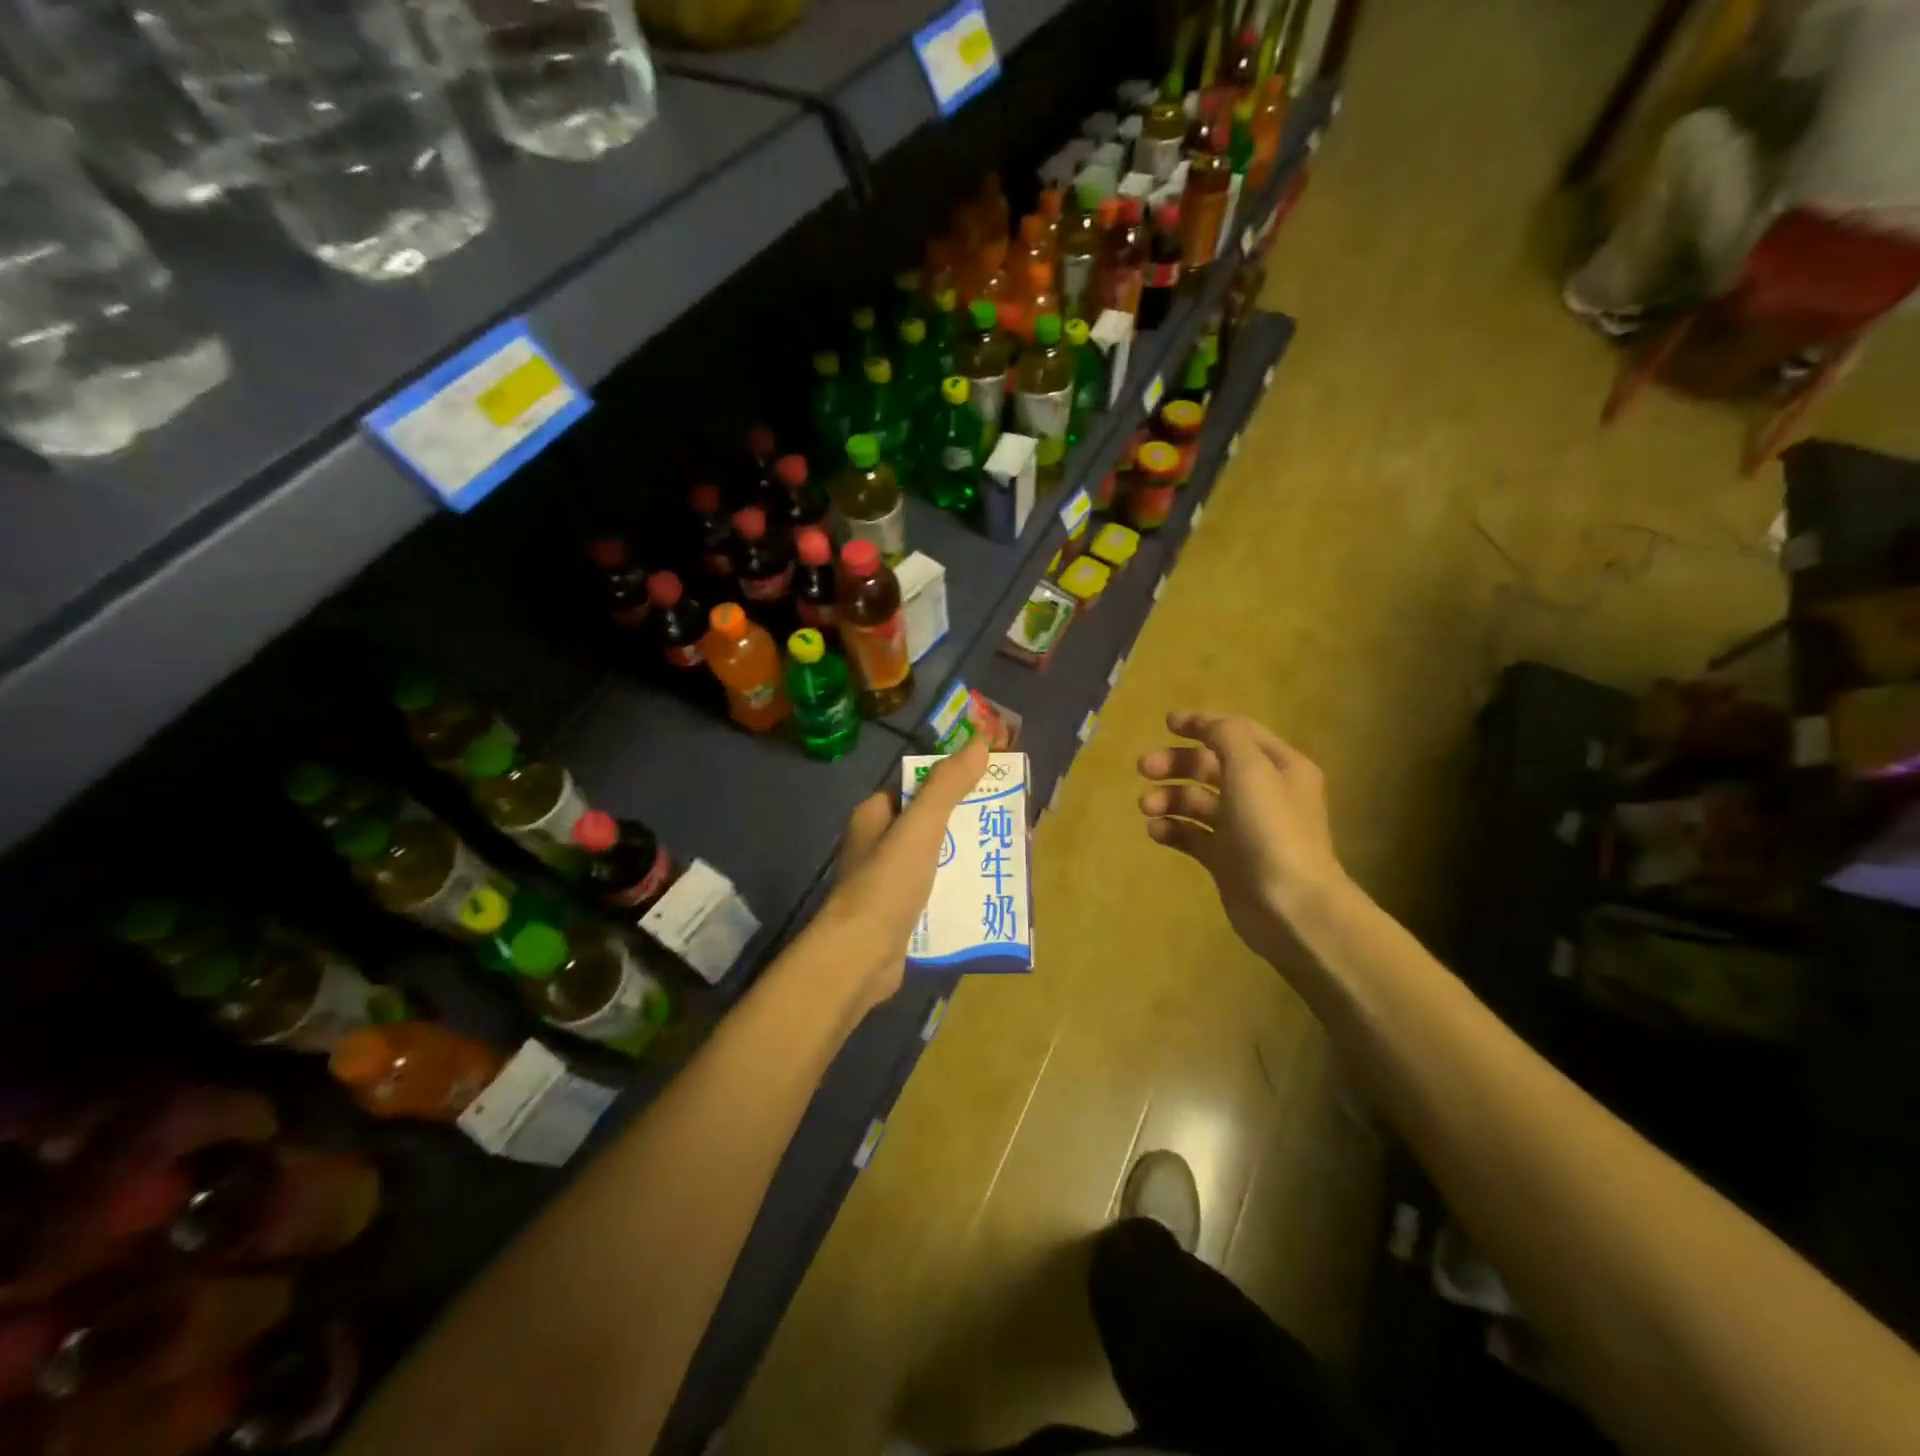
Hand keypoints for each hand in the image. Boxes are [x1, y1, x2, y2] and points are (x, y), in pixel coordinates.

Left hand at [820, 734, 991, 1012]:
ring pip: (937, 861)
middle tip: (1007, 824)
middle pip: (931, 824)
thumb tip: (978, 744)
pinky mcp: (900, 916)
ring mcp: (888, 883)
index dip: (952, 782)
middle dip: (967, 824)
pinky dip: (959, 893)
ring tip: (1007, 858)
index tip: (989, 784)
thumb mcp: (920, 828)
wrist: (859, 958)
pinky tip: (988, 895)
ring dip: (967, 860)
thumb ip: (947, 787)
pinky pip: (936, 894)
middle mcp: (878, 845)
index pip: (917, 788)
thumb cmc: (886, 884)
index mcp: (875, 816)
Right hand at [1137, 711, 1346, 957]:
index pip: (1237, 733)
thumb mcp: (1252, 769)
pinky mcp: (1226, 859)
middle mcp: (1263, 793)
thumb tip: (1206, 723)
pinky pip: (1193, 835)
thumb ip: (1226, 737)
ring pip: (1198, 802)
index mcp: (1279, 767)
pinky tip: (1156, 831)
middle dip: (1176, 764)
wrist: (1290, 906)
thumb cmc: (1272, 830)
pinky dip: (1172, 829)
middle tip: (1143, 768)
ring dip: (1169, 798)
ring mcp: (1243, 829)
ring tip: (1147, 807)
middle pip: (1211, 767)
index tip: (1166, 723)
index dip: (1202, 724)